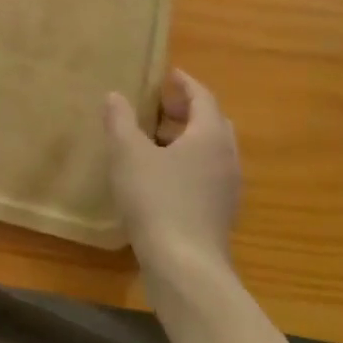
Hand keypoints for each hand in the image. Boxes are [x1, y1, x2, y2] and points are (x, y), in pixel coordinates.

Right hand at [104, 70, 239, 274]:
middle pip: (213, 123)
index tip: (168, 75)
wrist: (185, 267)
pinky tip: (162, 176)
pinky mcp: (220, 214)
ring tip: (155, 140)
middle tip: (160, 106)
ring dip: (188, 139)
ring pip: (211, 151)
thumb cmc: (157, 199)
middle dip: (188, 110)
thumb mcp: (128, 154)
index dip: (185, 84)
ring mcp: (227, 189)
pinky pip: (207, 174)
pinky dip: (189, 163)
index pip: (203, 98)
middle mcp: (226, 158)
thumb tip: (115, 96)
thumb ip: (120, 121)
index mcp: (210, 136)